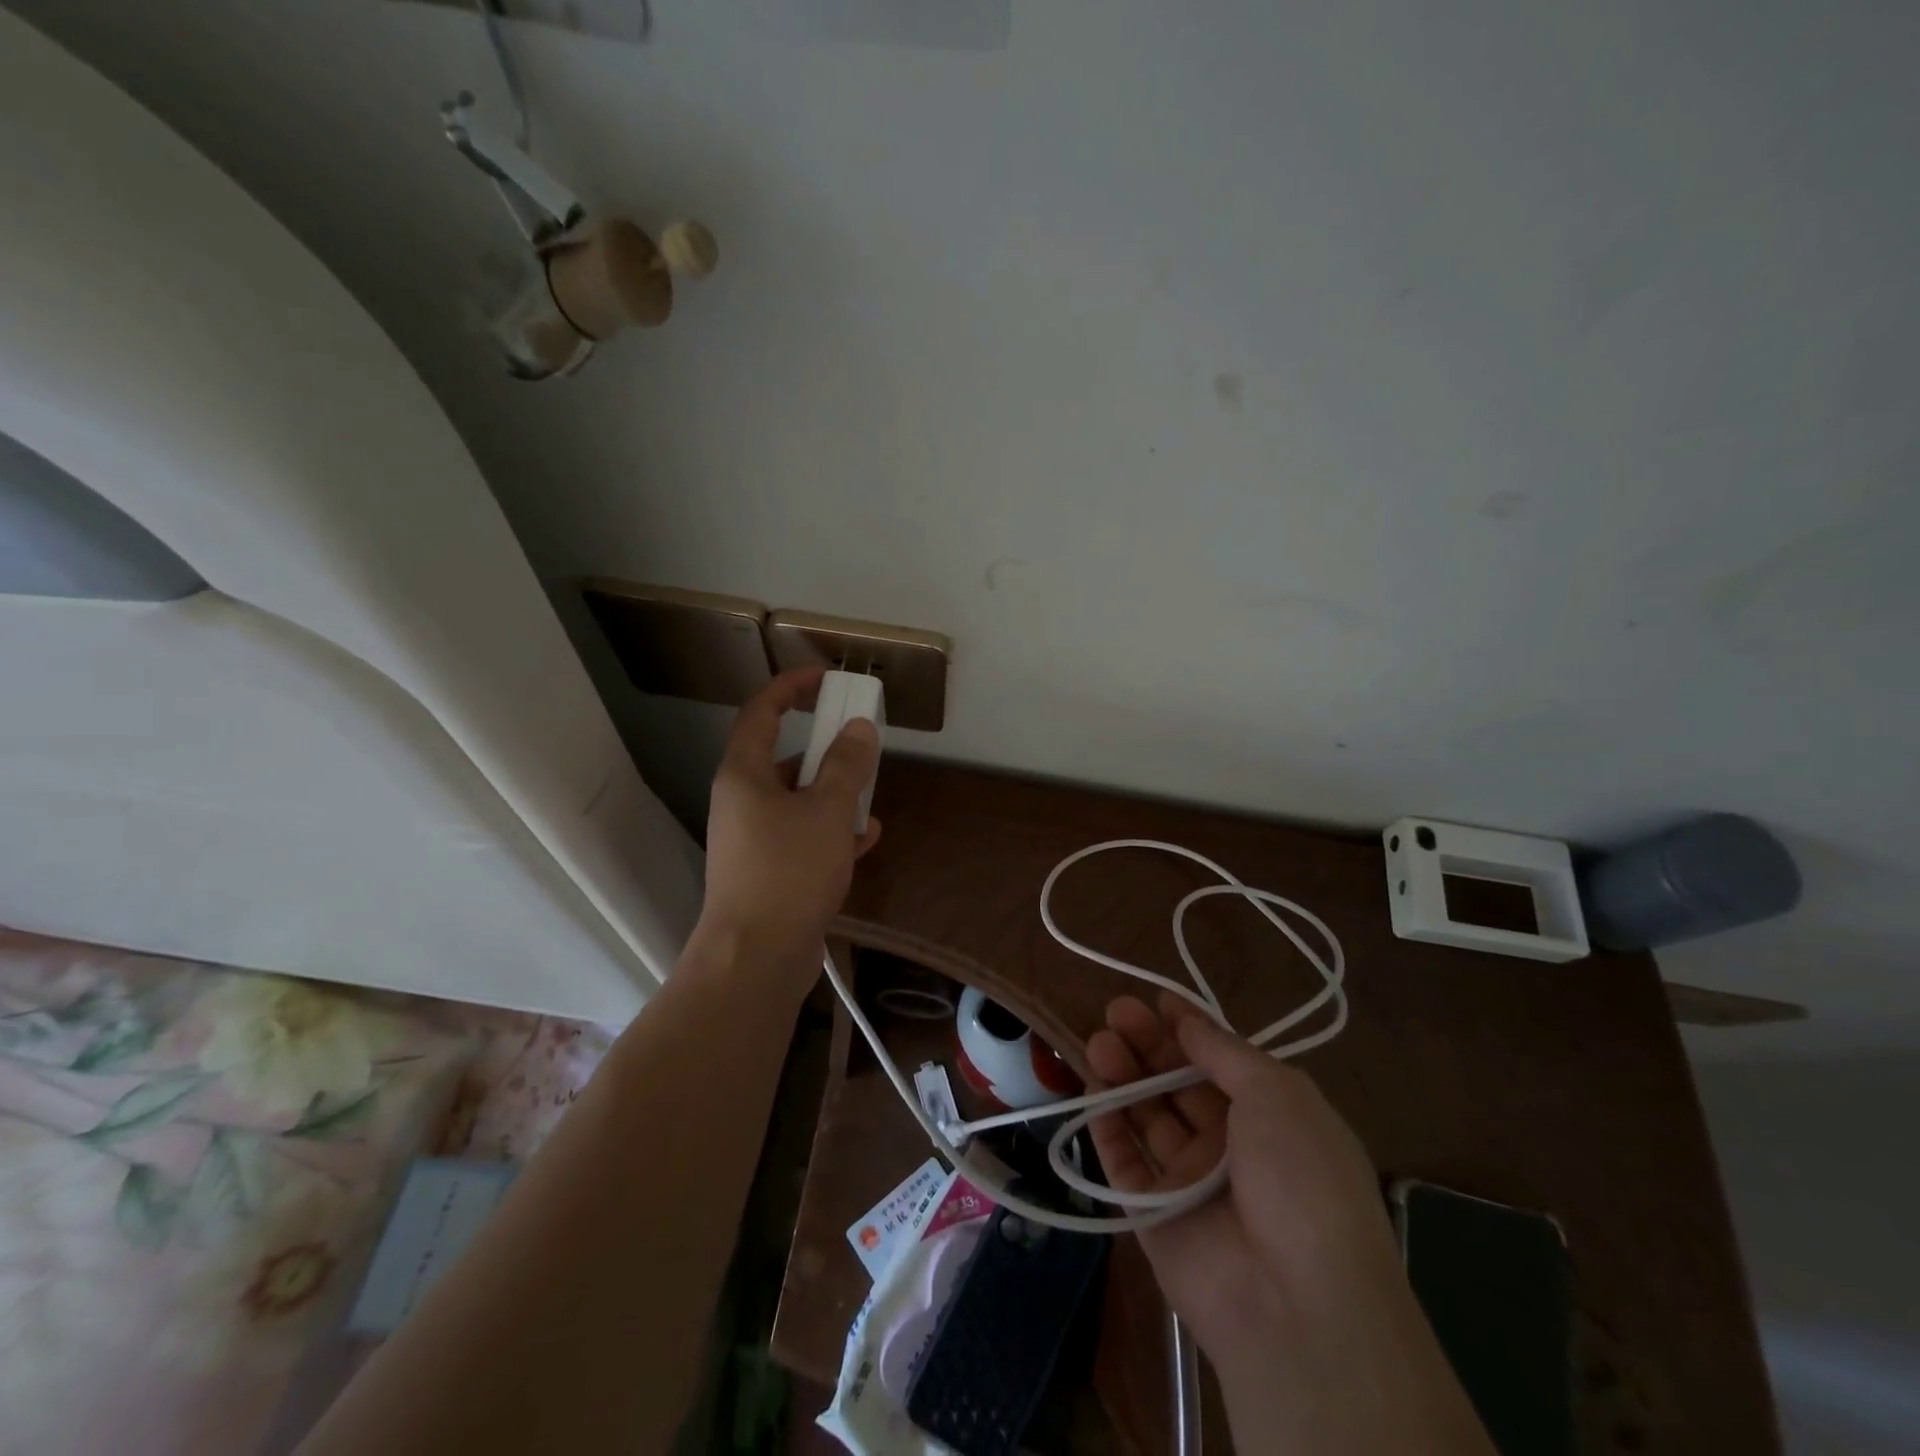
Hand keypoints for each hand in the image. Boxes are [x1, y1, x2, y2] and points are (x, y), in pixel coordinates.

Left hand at [695, 669, 881, 983]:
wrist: (757, 959)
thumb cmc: (788, 873)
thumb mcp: (827, 811)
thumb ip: (847, 765)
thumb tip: (859, 726)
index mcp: (744, 775)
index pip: (761, 712)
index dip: (790, 688)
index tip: (825, 678)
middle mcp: (743, 802)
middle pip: (785, 758)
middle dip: (826, 751)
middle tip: (861, 747)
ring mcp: (753, 839)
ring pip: (798, 801)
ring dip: (835, 796)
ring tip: (871, 800)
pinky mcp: (768, 872)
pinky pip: (803, 837)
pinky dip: (832, 833)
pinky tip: (866, 840)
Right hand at [1088, 994, 1494, 1454]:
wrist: (1298, 1306)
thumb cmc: (1301, 1177)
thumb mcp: (1277, 1093)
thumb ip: (1224, 1052)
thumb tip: (1187, 1019)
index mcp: (1270, 1116)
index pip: (1220, 1060)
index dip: (1188, 1028)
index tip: (1155, 999)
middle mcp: (1230, 1144)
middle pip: (1178, 1083)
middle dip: (1148, 1044)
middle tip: (1115, 1013)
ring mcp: (1190, 1180)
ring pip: (1147, 1116)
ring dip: (1123, 1076)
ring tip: (1099, 1043)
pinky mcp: (1154, 1213)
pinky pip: (1125, 1162)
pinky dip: (1107, 1126)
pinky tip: (1093, 1091)